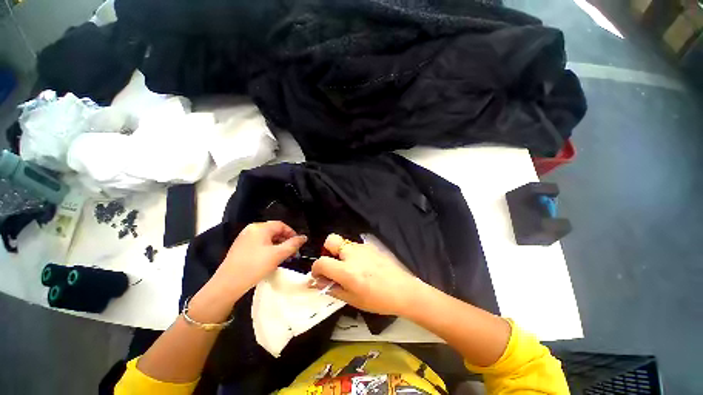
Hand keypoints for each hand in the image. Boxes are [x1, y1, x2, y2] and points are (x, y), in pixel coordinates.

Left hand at [211, 221, 306, 296]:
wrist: (227, 284)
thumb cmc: (255, 266)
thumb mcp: (278, 255)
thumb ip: (293, 244)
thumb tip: (304, 237)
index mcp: (260, 228)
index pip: (281, 225)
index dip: (291, 233)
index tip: (298, 243)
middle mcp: (251, 229)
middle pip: (273, 231)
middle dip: (285, 240)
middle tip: (292, 251)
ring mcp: (244, 238)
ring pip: (266, 238)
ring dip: (277, 245)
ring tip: (283, 256)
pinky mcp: (239, 247)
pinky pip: (258, 243)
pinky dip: (267, 248)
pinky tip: (270, 259)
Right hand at [310, 234, 424, 315]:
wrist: (403, 290)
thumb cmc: (378, 300)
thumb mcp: (353, 300)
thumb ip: (333, 288)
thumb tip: (317, 282)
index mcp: (347, 271)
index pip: (321, 262)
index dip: (316, 269)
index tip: (319, 275)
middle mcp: (353, 254)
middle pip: (331, 240)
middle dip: (327, 250)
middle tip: (333, 264)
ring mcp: (363, 248)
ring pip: (344, 242)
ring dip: (340, 252)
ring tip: (349, 267)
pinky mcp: (370, 246)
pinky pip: (355, 246)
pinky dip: (352, 253)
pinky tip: (361, 265)